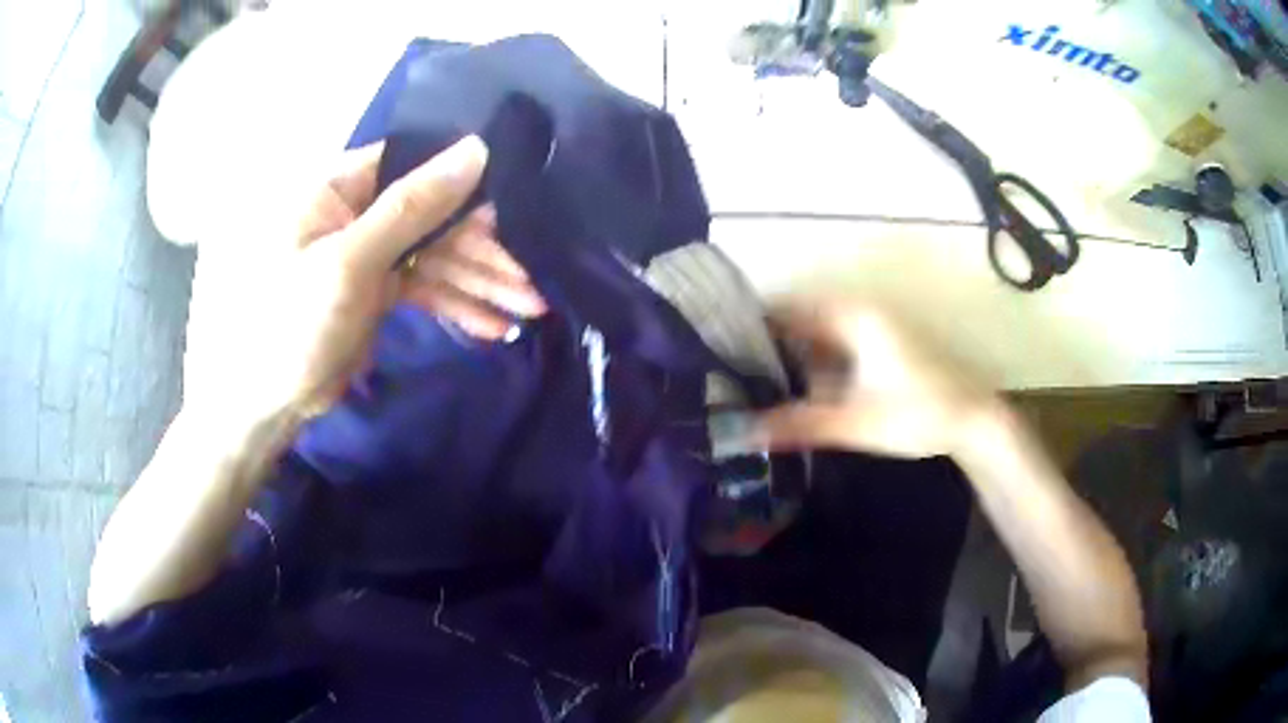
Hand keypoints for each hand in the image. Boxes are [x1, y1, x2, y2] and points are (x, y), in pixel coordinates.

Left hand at [186, 136, 545, 423]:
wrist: (263, 406)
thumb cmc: (289, 325)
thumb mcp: (349, 263)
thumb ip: (412, 206)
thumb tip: (476, 148)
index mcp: (338, 186)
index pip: (414, 164)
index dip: (465, 183)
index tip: (515, 209)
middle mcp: (357, 210)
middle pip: (434, 217)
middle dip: (483, 252)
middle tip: (532, 284)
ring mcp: (368, 252)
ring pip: (435, 256)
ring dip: (480, 283)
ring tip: (529, 312)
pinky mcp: (376, 291)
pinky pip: (424, 288)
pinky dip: (456, 305)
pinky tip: (493, 326)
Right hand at [754, 298, 997, 458]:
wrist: (972, 421)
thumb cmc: (917, 414)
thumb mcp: (853, 423)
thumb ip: (798, 425)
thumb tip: (742, 432)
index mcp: (852, 317)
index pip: (789, 306)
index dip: (753, 321)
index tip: (719, 342)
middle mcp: (860, 312)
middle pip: (801, 318)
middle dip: (768, 341)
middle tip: (730, 367)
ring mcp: (873, 328)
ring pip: (818, 333)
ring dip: (791, 354)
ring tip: (753, 379)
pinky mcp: (881, 346)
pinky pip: (836, 345)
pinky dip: (815, 363)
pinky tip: (798, 389)